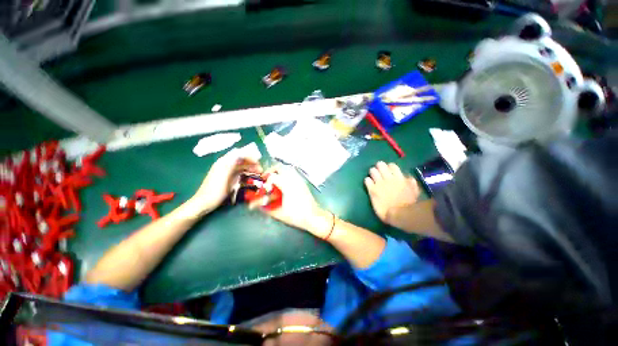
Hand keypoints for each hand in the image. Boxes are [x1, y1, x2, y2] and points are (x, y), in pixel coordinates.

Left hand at [186, 151, 261, 217]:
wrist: (205, 202)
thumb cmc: (215, 189)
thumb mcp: (224, 175)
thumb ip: (232, 163)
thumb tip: (240, 152)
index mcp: (224, 162)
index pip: (239, 154)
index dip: (249, 156)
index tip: (258, 162)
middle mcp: (226, 165)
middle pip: (241, 160)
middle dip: (252, 163)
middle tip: (261, 170)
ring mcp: (227, 172)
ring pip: (242, 166)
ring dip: (250, 168)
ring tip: (259, 174)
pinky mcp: (228, 178)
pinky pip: (239, 172)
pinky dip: (246, 173)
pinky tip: (251, 177)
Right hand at [255, 167, 332, 237]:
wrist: (314, 217)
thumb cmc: (297, 216)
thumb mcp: (279, 213)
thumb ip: (266, 208)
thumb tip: (256, 204)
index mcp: (287, 186)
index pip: (272, 176)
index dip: (265, 180)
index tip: (263, 186)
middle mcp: (293, 180)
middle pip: (280, 167)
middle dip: (271, 171)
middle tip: (267, 179)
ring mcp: (299, 180)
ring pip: (286, 169)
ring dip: (278, 172)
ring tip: (274, 181)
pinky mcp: (303, 183)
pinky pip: (292, 174)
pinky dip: (285, 175)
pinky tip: (284, 185)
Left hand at [364, 161, 419, 223]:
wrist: (399, 215)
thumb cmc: (409, 205)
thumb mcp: (414, 192)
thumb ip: (411, 183)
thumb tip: (407, 177)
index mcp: (399, 178)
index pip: (392, 165)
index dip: (388, 167)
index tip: (387, 170)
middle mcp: (388, 178)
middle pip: (380, 165)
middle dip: (378, 167)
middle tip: (378, 172)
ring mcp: (379, 183)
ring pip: (372, 171)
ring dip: (372, 173)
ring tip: (372, 177)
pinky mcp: (372, 190)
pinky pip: (367, 180)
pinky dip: (367, 181)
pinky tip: (369, 184)